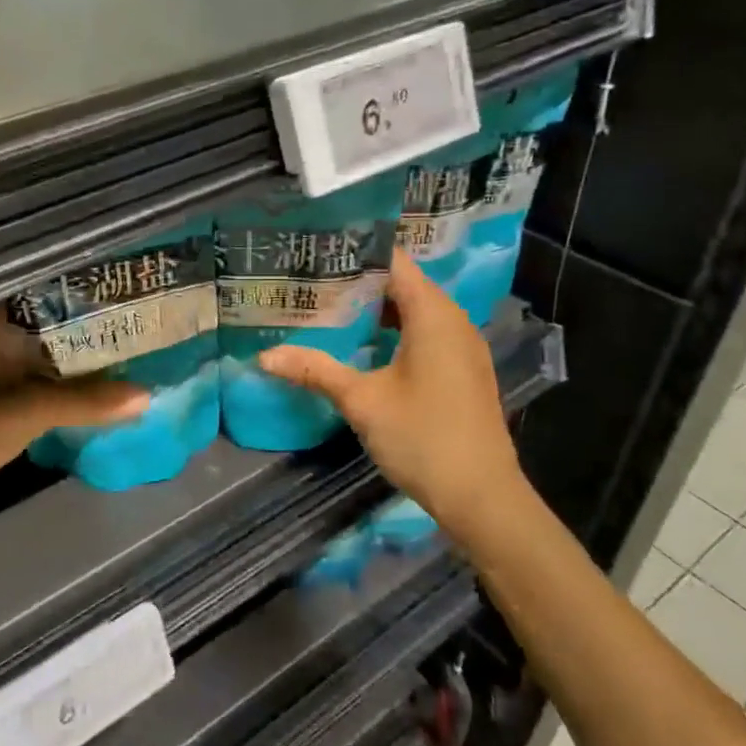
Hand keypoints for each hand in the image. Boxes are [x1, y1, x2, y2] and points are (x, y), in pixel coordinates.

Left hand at [0, 308, 146, 547]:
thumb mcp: (27, 411)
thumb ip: (86, 401)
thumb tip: (147, 395)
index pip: (44, 290)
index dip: (83, 284)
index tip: (124, 282)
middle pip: (49, 323)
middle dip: (91, 324)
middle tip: (140, 319)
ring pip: (45, 355)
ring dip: (80, 358)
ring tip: (130, 350)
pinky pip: (38, 384)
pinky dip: (65, 386)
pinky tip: (96, 390)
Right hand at [257, 249, 530, 536]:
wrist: (481, 496)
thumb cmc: (422, 437)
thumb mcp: (362, 400)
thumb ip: (315, 370)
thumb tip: (265, 355)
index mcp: (434, 314)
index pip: (394, 262)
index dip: (357, 251)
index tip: (318, 250)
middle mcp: (453, 321)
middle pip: (403, 284)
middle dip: (359, 282)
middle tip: (312, 280)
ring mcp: (462, 347)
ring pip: (414, 311)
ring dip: (376, 310)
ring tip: (329, 308)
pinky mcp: (462, 371)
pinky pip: (425, 334)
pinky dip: (394, 331)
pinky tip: (362, 346)